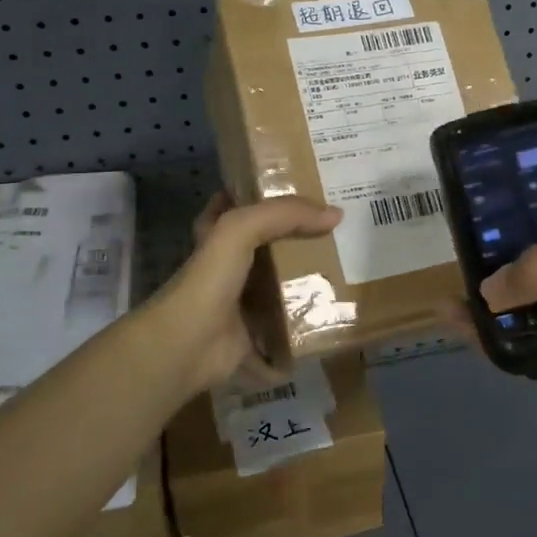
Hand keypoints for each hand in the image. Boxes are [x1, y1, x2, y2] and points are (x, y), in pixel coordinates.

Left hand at [140, 192, 341, 398]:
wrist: (187, 346)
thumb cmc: (209, 280)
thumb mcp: (241, 229)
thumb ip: (285, 214)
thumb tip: (336, 215)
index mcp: (217, 238)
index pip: (238, 206)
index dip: (264, 196)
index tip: (302, 191)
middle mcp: (227, 269)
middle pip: (268, 249)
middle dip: (299, 242)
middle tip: (339, 234)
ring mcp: (239, 306)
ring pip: (279, 290)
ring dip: (308, 287)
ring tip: (349, 274)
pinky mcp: (252, 338)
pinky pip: (285, 333)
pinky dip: (304, 333)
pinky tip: (336, 321)